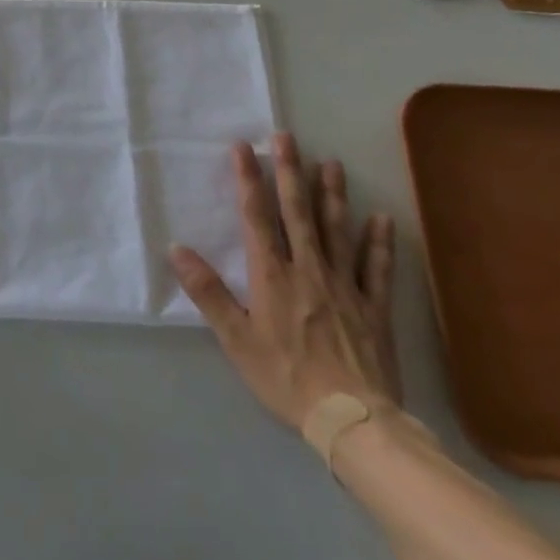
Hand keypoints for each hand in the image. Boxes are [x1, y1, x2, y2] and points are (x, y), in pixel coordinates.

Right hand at [170, 133, 399, 429]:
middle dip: (290, 172)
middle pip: (298, 213)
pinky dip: (379, 242)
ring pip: (337, 231)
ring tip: (331, 162)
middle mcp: (309, 270)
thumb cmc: (286, 378)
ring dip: (333, 195)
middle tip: (287, 137)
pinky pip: (377, 269)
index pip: (256, 217)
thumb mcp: (235, 340)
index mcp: (273, 276)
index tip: (243, 147)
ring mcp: (346, 287)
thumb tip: (177, 249)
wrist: (354, 422)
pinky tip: (382, 218)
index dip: (248, 180)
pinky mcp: (375, 309)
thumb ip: (208, 292)